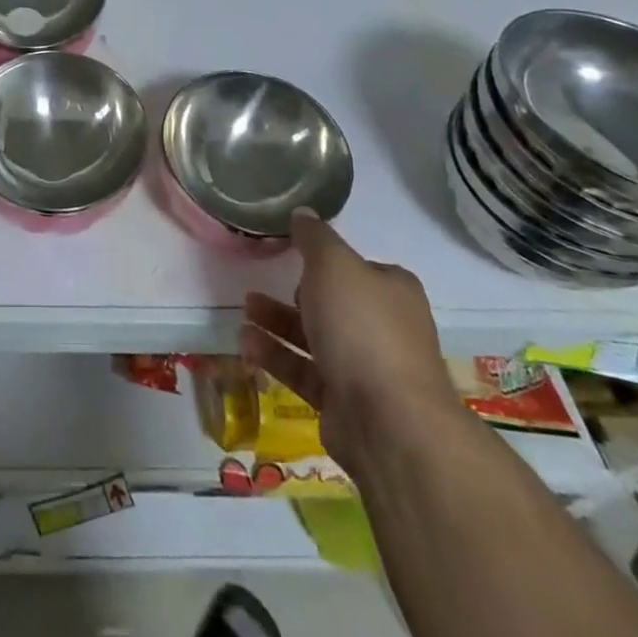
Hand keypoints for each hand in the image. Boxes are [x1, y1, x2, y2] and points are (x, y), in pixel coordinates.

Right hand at [240, 209, 464, 474]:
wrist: (389, 423)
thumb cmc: (362, 327)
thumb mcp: (333, 264)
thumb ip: (314, 238)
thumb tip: (303, 213)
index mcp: (393, 291)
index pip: (358, 267)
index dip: (326, 260)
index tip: (293, 254)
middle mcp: (385, 328)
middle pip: (334, 303)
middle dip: (295, 293)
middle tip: (262, 282)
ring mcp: (367, 369)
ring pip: (315, 337)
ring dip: (278, 322)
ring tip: (245, 310)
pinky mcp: (345, 403)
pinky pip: (304, 371)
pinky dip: (276, 356)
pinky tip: (246, 344)